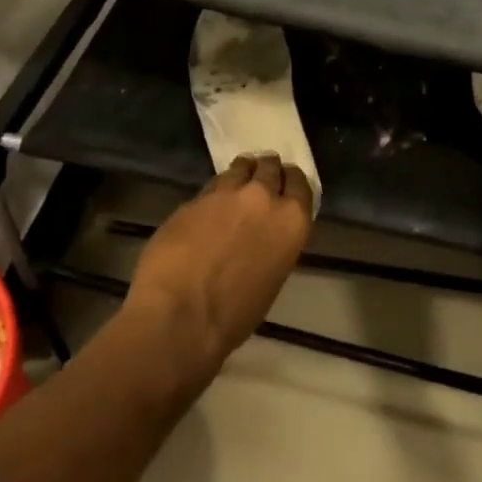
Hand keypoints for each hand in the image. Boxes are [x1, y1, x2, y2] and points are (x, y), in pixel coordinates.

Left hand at [124, 155, 314, 373]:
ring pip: (239, 168)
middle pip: (270, 168)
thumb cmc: (235, 314)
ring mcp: (226, 193)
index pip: (300, 184)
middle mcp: (263, 197)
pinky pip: (211, 186)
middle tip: (262, 176)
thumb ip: (273, 245)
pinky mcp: (194, 198)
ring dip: (241, 172)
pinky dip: (215, 190)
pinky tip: (210, 203)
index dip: (292, 181)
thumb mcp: (272, 278)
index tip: (287, 183)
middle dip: (267, 170)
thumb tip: (262, 237)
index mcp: (291, 221)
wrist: (181, 313)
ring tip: (237, 179)